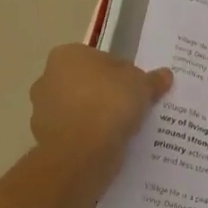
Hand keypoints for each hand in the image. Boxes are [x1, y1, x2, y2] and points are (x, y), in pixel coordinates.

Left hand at [29, 45, 172, 168]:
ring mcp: (42, 111)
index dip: (122, 73)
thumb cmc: (109, 103)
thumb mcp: (142, 85)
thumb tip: (165, 75)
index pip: (101, 60)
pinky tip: (109, 145)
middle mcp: (48, 78)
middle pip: (87, 84)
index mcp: (67, 55)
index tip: (137, 89)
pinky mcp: (44, 140)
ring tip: (123, 130)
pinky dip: (88, 138)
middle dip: (105, 94)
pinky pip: (75, 134)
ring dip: (96, 117)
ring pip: (79, 110)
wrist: (81, 152)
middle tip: (132, 108)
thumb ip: (152, 79)